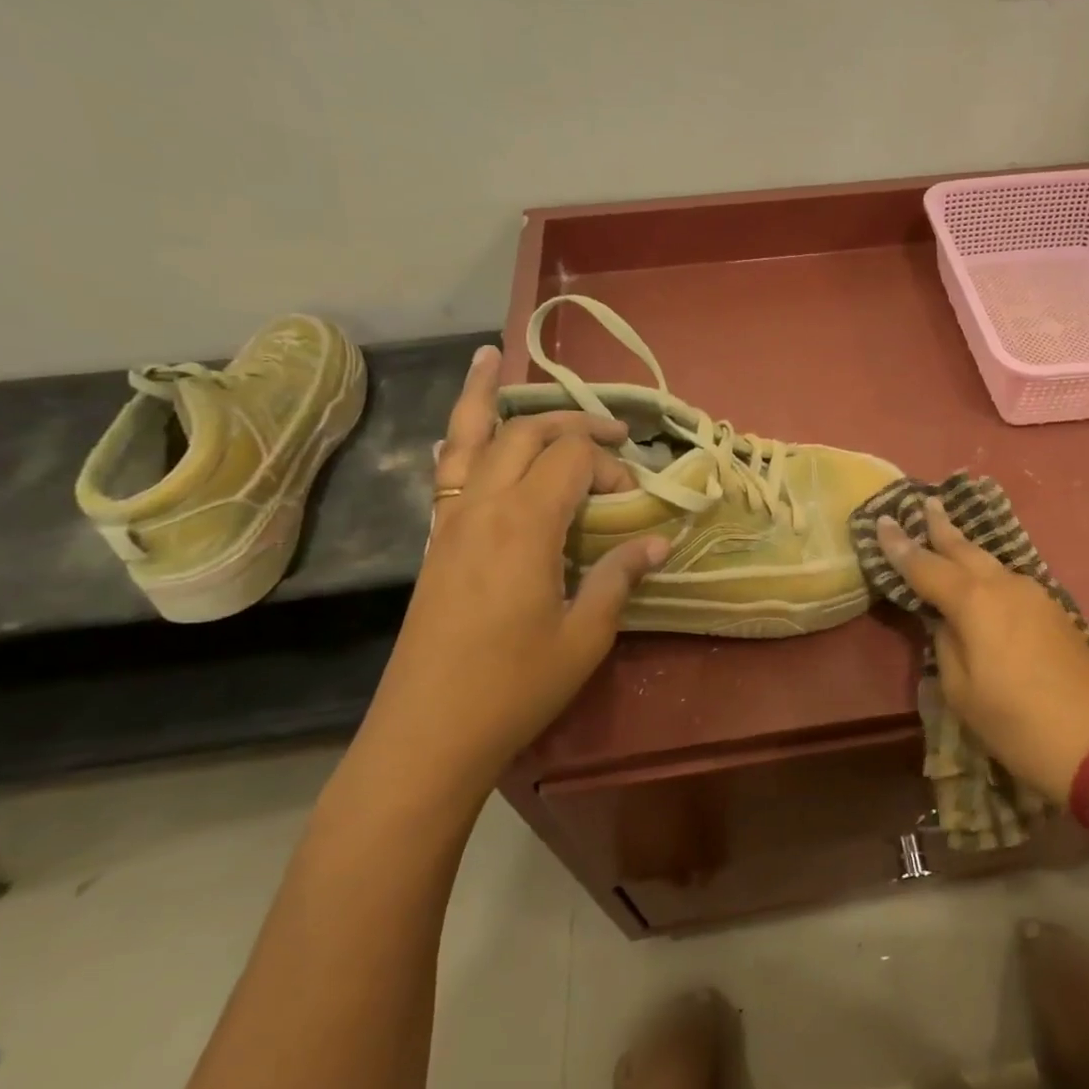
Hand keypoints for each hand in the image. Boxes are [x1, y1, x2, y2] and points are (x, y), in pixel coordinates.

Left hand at [365, 344, 665, 787]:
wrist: (429, 732)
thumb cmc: (516, 685)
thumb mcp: (585, 634)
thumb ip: (620, 576)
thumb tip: (659, 542)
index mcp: (525, 524)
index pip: (571, 460)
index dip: (609, 466)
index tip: (634, 498)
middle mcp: (483, 506)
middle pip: (526, 433)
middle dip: (572, 422)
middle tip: (612, 431)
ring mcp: (450, 520)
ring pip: (470, 437)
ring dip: (487, 397)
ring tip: (491, 356)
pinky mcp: (436, 541)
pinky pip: (446, 471)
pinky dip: (458, 438)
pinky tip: (462, 430)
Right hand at [876, 499, 1088, 801]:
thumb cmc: (1018, 723)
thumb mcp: (963, 692)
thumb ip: (946, 645)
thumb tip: (947, 622)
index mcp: (976, 603)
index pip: (926, 566)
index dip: (901, 546)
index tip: (882, 521)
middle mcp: (1006, 587)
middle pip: (965, 550)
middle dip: (941, 527)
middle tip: (924, 502)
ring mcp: (1036, 596)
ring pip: (990, 563)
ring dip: (965, 548)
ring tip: (946, 533)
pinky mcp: (1055, 612)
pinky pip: (1009, 581)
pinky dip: (987, 571)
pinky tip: (980, 576)